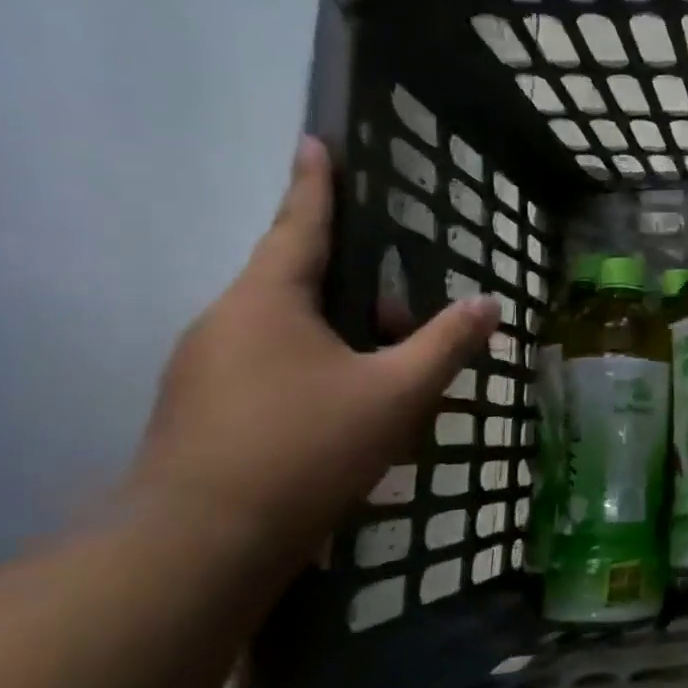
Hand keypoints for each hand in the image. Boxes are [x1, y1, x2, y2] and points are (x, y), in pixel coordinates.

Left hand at [132, 138, 498, 548]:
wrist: (198, 547)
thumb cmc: (305, 447)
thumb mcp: (397, 392)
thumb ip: (447, 343)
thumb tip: (489, 305)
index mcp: (268, 301)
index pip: (299, 224)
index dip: (314, 183)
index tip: (313, 140)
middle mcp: (226, 322)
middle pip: (302, 285)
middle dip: (361, 297)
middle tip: (409, 327)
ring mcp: (205, 369)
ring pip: (289, 333)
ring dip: (342, 343)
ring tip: (387, 385)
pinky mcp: (200, 411)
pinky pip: (271, 369)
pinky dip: (316, 375)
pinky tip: (347, 421)